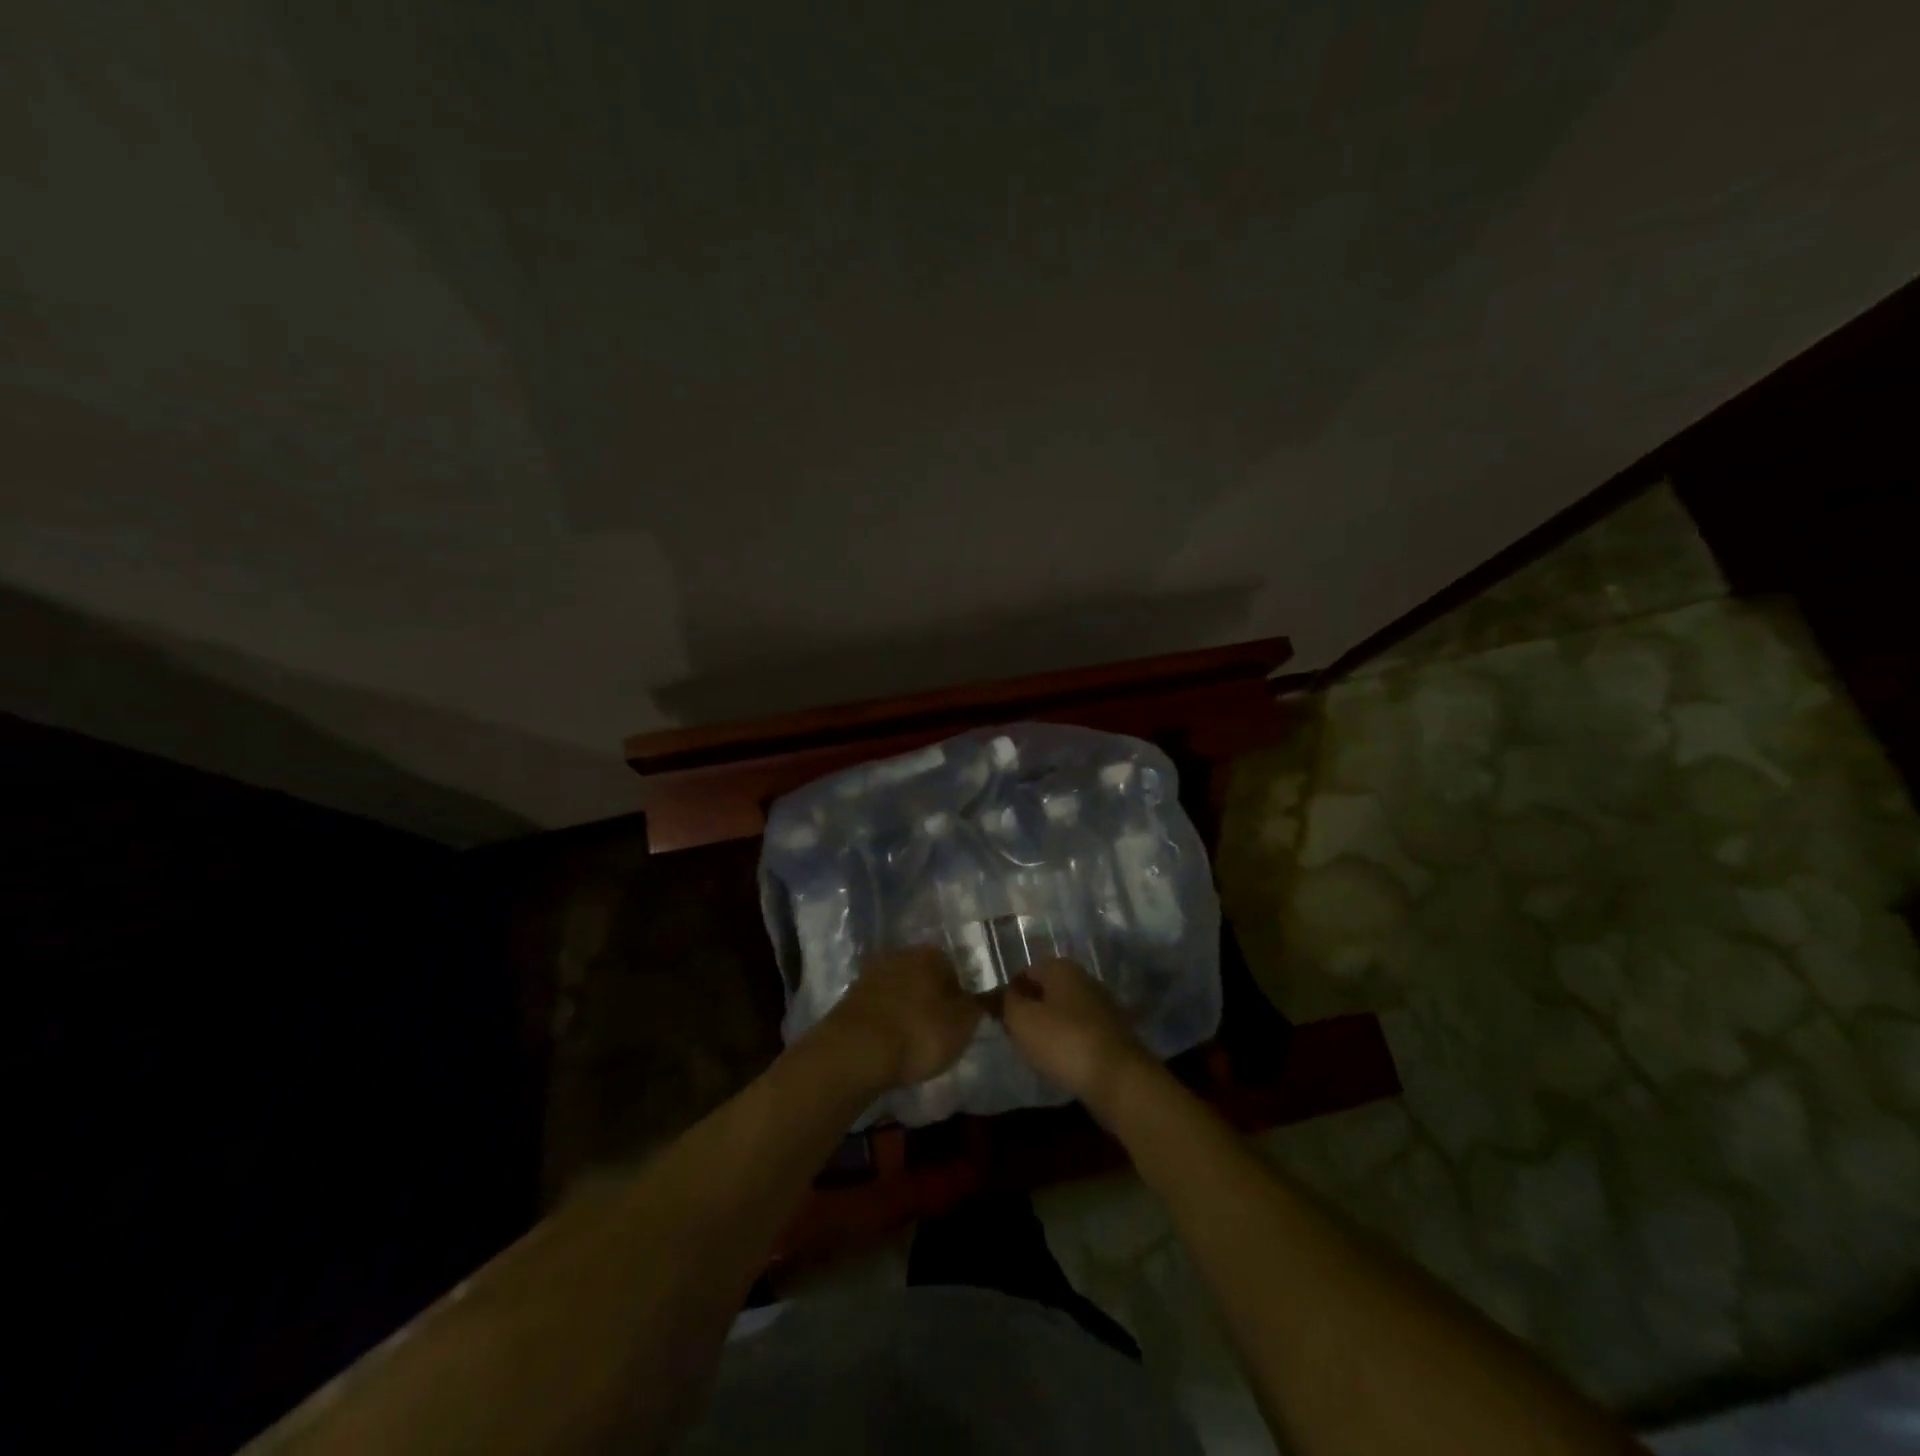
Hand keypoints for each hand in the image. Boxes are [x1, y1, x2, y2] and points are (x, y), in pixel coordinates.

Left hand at [820, 945, 982, 1091]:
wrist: (854, 1052)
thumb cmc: (918, 1033)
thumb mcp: (963, 1024)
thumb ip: (980, 1006)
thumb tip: (991, 993)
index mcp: (930, 953)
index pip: (954, 969)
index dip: (959, 997)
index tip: (958, 1024)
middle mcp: (899, 955)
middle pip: (924, 978)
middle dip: (930, 1001)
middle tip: (937, 1034)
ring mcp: (870, 975)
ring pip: (899, 992)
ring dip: (906, 1012)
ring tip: (911, 1045)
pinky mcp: (849, 999)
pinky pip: (878, 1009)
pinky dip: (885, 1024)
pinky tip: (888, 1047)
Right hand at [1000, 958, 1152, 1108]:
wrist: (1118, 1078)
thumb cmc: (1063, 1041)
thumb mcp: (1021, 1020)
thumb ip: (1007, 1002)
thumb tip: (1005, 994)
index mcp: (1062, 968)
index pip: (1026, 971)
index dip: (1010, 992)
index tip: (999, 1016)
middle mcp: (1084, 979)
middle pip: (1047, 990)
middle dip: (1030, 1008)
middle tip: (1015, 1033)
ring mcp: (1102, 1005)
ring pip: (1064, 1010)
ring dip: (1049, 1026)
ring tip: (1035, 1051)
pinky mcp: (1112, 1032)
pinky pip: (1080, 1030)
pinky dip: (1068, 1041)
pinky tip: (1060, 1060)